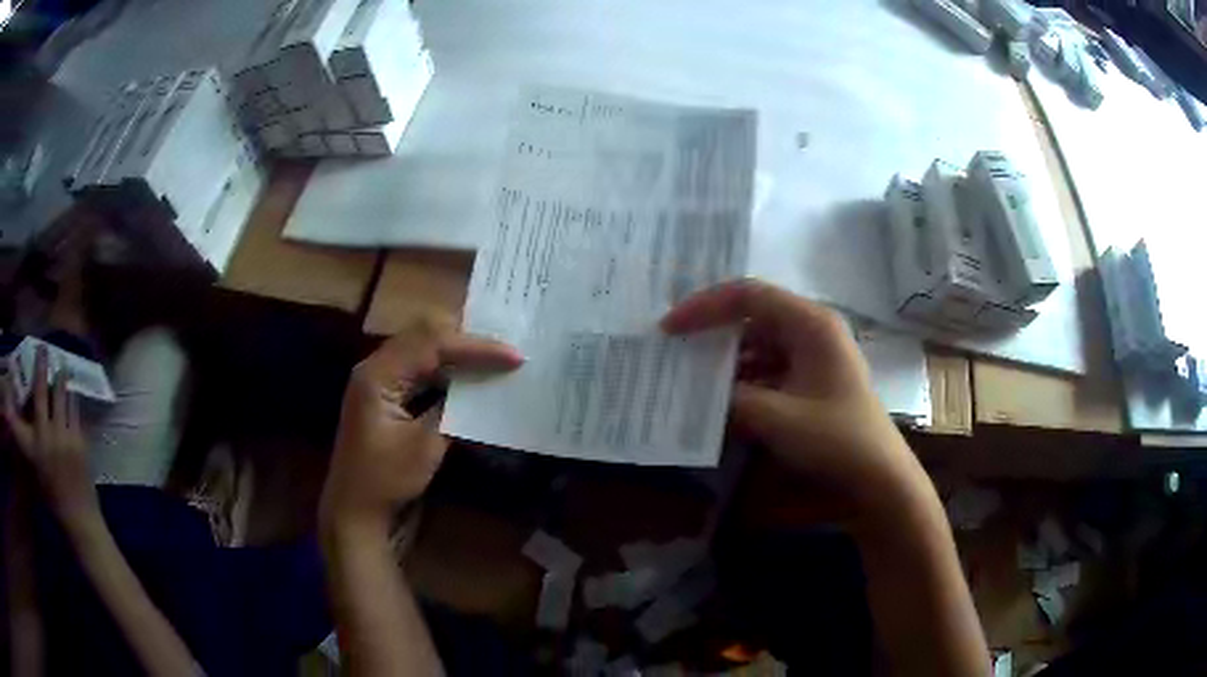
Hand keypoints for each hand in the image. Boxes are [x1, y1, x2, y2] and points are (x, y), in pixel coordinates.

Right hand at [2, 346, 99, 526]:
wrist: (78, 519)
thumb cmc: (51, 494)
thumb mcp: (32, 463)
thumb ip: (23, 434)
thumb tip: (11, 408)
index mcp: (36, 441)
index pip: (34, 398)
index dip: (37, 371)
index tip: (38, 349)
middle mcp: (50, 435)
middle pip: (49, 391)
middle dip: (49, 366)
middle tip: (49, 349)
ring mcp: (67, 438)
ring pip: (65, 397)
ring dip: (63, 379)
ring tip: (62, 365)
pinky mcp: (82, 444)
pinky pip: (76, 413)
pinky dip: (73, 399)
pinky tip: (72, 391)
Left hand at [320, 323, 522, 537]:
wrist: (356, 511)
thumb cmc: (386, 480)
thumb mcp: (424, 445)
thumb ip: (452, 408)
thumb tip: (482, 385)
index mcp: (378, 374)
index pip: (431, 343)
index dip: (475, 346)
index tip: (513, 356)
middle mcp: (375, 367)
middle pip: (424, 336)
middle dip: (466, 339)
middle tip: (505, 348)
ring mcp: (378, 380)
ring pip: (422, 349)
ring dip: (457, 352)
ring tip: (494, 356)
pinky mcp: (385, 395)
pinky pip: (418, 369)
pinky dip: (446, 369)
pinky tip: (469, 375)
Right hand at [661, 279, 924, 514]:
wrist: (877, 478)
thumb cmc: (836, 440)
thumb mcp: (777, 419)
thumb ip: (731, 398)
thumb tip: (696, 390)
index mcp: (810, 324)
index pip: (748, 295)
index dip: (705, 306)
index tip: (669, 328)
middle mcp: (811, 330)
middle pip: (752, 316)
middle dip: (711, 332)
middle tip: (672, 347)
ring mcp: (812, 356)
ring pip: (757, 344)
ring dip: (725, 360)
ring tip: (688, 376)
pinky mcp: (810, 380)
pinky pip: (767, 368)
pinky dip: (742, 380)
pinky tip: (719, 399)